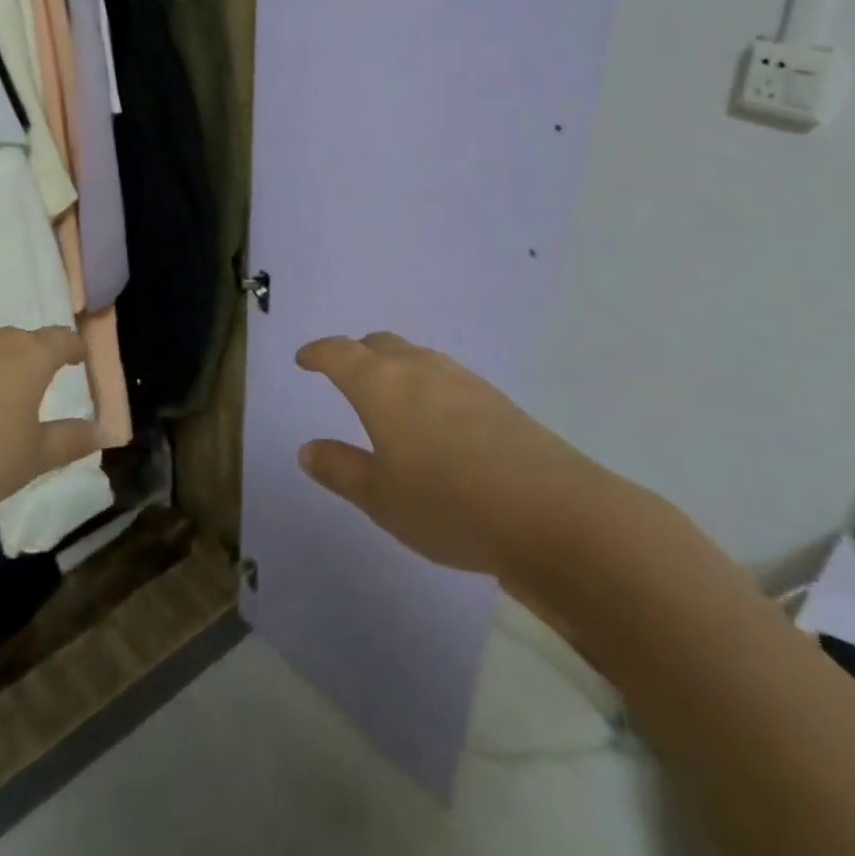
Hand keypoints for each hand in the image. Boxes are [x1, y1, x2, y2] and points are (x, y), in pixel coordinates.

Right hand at [297, 332, 617, 580]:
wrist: (550, 511)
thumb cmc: (448, 504)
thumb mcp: (381, 498)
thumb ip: (340, 469)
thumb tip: (307, 448)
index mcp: (381, 384)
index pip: (339, 353)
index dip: (318, 353)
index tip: (304, 359)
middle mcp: (419, 368)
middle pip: (379, 344)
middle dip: (357, 354)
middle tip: (344, 374)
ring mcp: (461, 379)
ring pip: (416, 357)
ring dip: (394, 367)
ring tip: (389, 397)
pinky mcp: (494, 397)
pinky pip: (445, 376)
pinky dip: (426, 384)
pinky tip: (435, 419)